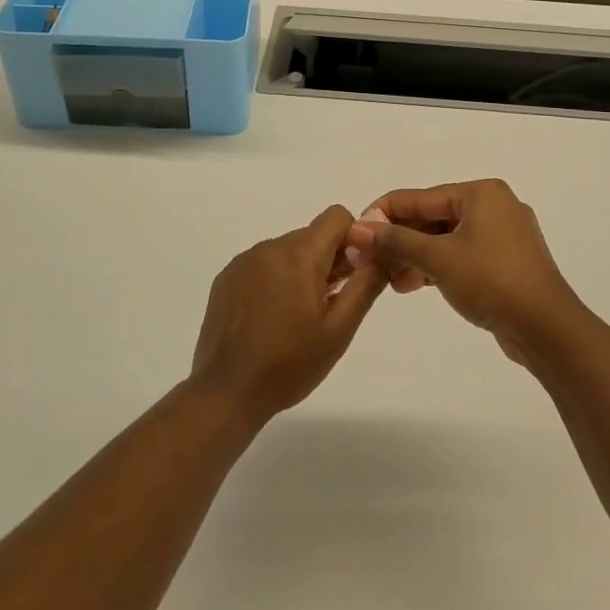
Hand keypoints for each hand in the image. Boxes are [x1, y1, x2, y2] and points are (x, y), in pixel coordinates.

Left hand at [189, 206, 386, 424]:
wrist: (227, 392)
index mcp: (299, 254)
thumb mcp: (339, 329)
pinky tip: (271, 317)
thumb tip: (382, 252)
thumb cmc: (290, 364)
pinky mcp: (226, 278)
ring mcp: (244, 261)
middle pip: (312, 235)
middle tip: (330, 304)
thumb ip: (365, 284)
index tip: (353, 274)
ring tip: (298, 316)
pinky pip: (262, 264)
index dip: (353, 239)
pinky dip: (275, 279)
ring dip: (301, 270)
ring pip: (287, 250)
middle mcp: (269, 247)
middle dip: (328, 259)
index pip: (336, 217)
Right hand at [343, 180, 582, 364]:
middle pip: (433, 218)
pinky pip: (462, 256)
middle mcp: (494, 206)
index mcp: (481, 193)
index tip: (355, 232)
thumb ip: (396, 241)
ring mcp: (503, 236)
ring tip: (388, 280)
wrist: (547, 328)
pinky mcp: (506, 264)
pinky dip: (437, 267)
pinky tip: (413, 285)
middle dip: (400, 240)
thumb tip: (357, 229)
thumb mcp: (438, 258)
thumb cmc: (492, 280)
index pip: (420, 197)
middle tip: (369, 261)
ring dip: (416, 257)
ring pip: (446, 240)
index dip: (384, 214)